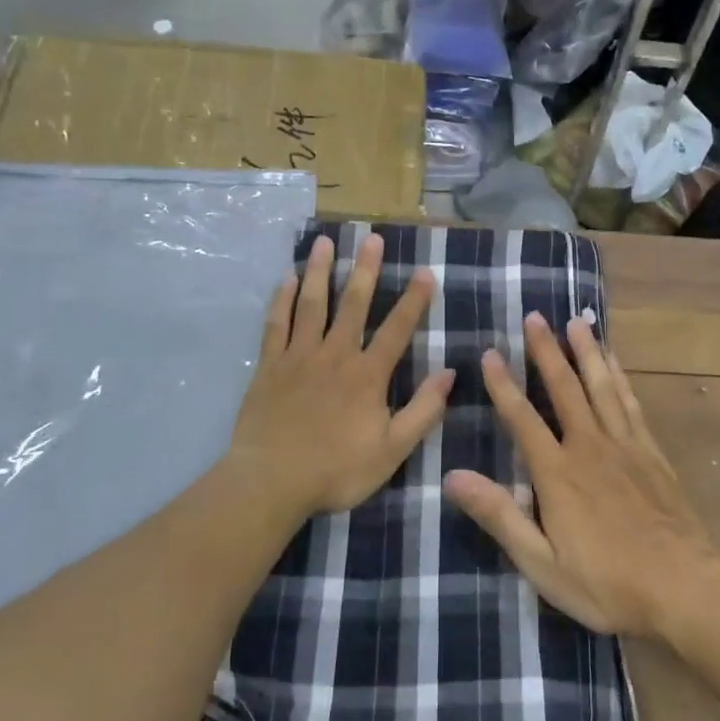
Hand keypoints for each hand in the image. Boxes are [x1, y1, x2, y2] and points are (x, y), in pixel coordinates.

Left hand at [229, 233, 452, 517]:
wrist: (271, 482)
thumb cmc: (336, 470)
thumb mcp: (392, 450)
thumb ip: (423, 411)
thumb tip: (450, 373)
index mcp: (367, 375)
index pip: (397, 329)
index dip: (414, 300)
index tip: (425, 271)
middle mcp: (335, 355)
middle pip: (353, 304)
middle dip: (366, 269)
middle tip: (372, 238)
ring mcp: (298, 356)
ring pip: (312, 304)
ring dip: (321, 271)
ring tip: (326, 241)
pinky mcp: (269, 365)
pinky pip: (276, 323)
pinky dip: (282, 298)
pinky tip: (288, 277)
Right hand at [444, 313, 717, 637]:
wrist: (683, 587)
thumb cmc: (606, 583)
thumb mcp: (542, 563)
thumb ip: (500, 516)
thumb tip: (453, 477)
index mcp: (558, 474)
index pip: (522, 419)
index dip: (503, 385)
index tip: (489, 353)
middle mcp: (589, 447)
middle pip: (564, 389)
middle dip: (546, 351)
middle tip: (534, 317)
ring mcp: (625, 445)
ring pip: (600, 386)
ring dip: (585, 352)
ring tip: (575, 321)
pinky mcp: (651, 452)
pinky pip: (630, 403)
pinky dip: (620, 377)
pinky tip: (613, 361)